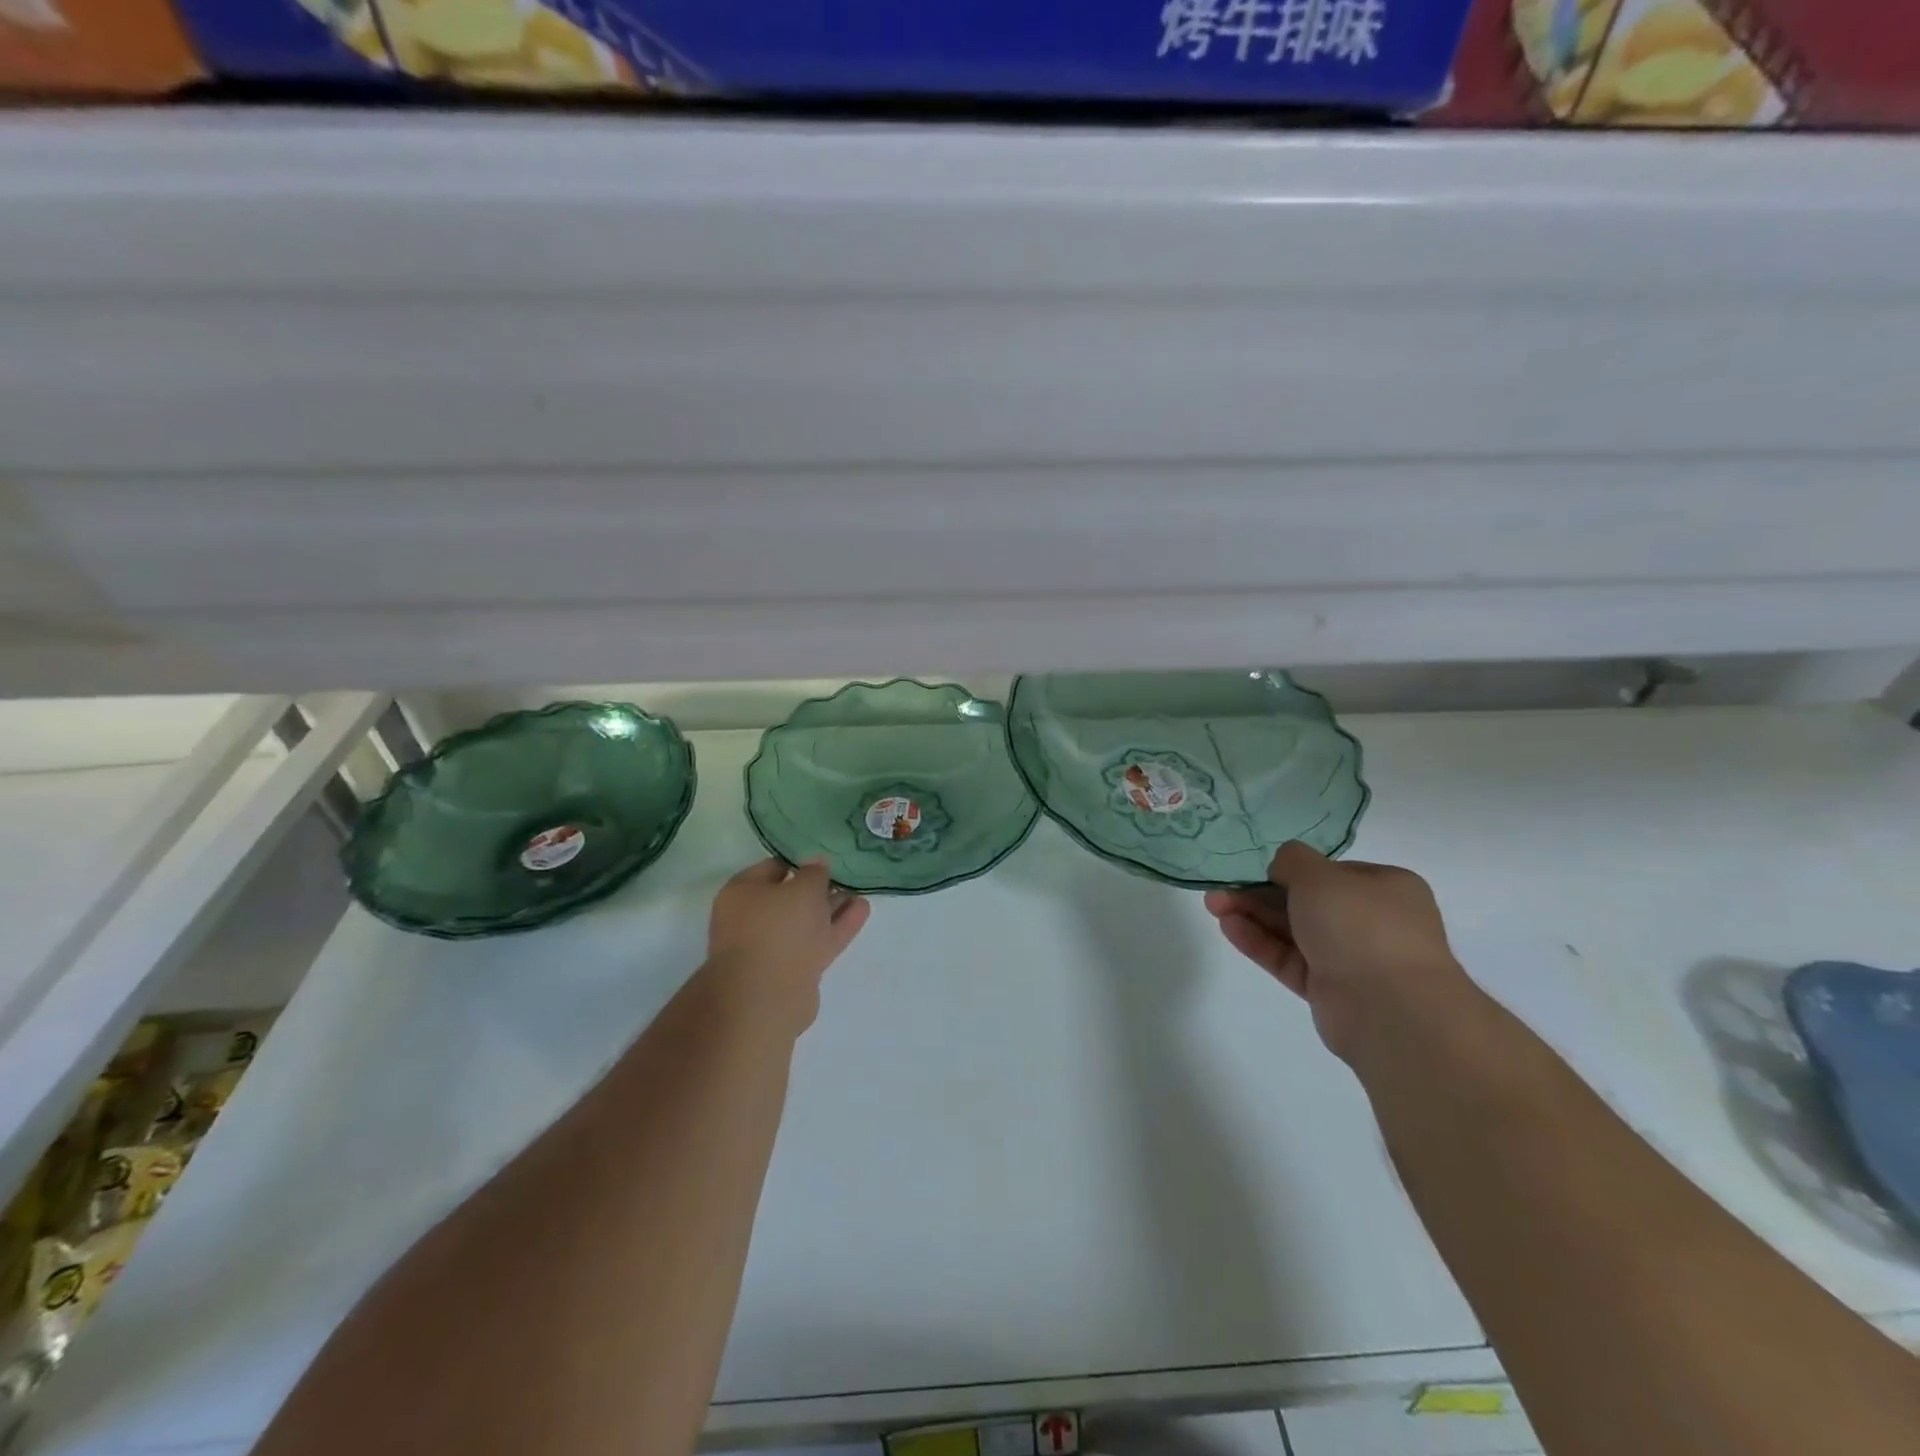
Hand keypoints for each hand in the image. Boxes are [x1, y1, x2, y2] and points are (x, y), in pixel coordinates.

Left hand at [705, 859, 870, 1032]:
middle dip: (818, 888)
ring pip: (806, 921)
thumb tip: (817, 864)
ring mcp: (772, 947)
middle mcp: (752, 919)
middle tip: (846, 875)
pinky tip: (862, 910)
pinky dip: (837, 926)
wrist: (768, 996)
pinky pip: (817, 940)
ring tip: (860, 892)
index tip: (826, 858)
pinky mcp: (792, 970)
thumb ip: (815, 873)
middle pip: (790, 897)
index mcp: (742, 893)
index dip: (800, 861)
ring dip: (832, 908)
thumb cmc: (779, 928)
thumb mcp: (803, 888)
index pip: (773, 867)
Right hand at [1204, 842, 1472, 1065]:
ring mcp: (1351, 957)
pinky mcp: (1329, 989)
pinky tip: (1228, 927)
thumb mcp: (1319, 876)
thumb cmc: (1361, 926)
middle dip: (1260, 893)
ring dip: (1253, 916)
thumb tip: (1282, 865)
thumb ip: (1292, 861)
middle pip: (1306, 901)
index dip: (1291, 869)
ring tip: (1213, 905)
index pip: (1331, 872)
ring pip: (1293, 931)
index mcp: (1385, 888)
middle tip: (1220, 889)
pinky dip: (1260, 943)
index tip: (1257, 869)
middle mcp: (1372, 921)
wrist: (1390, 1008)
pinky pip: (1289, 959)